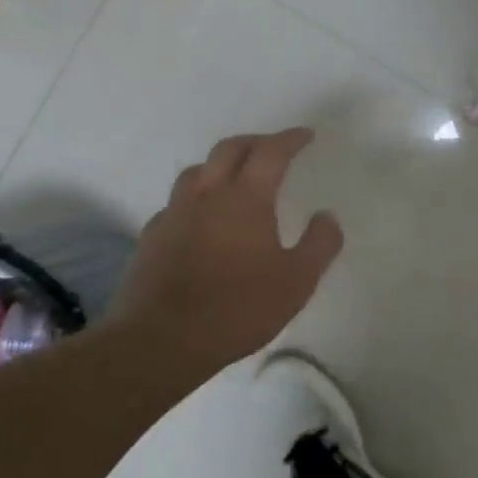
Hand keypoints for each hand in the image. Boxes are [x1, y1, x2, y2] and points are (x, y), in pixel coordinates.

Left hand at [103, 128, 342, 383]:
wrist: (160, 341)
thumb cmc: (237, 308)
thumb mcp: (296, 281)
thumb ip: (319, 244)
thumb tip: (327, 216)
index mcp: (246, 198)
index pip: (271, 152)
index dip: (290, 139)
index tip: (306, 135)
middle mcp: (207, 195)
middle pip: (229, 149)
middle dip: (255, 142)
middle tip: (273, 148)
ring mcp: (174, 215)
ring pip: (197, 171)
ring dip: (220, 165)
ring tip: (234, 178)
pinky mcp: (151, 239)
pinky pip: (175, 204)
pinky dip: (194, 200)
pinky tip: (199, 220)